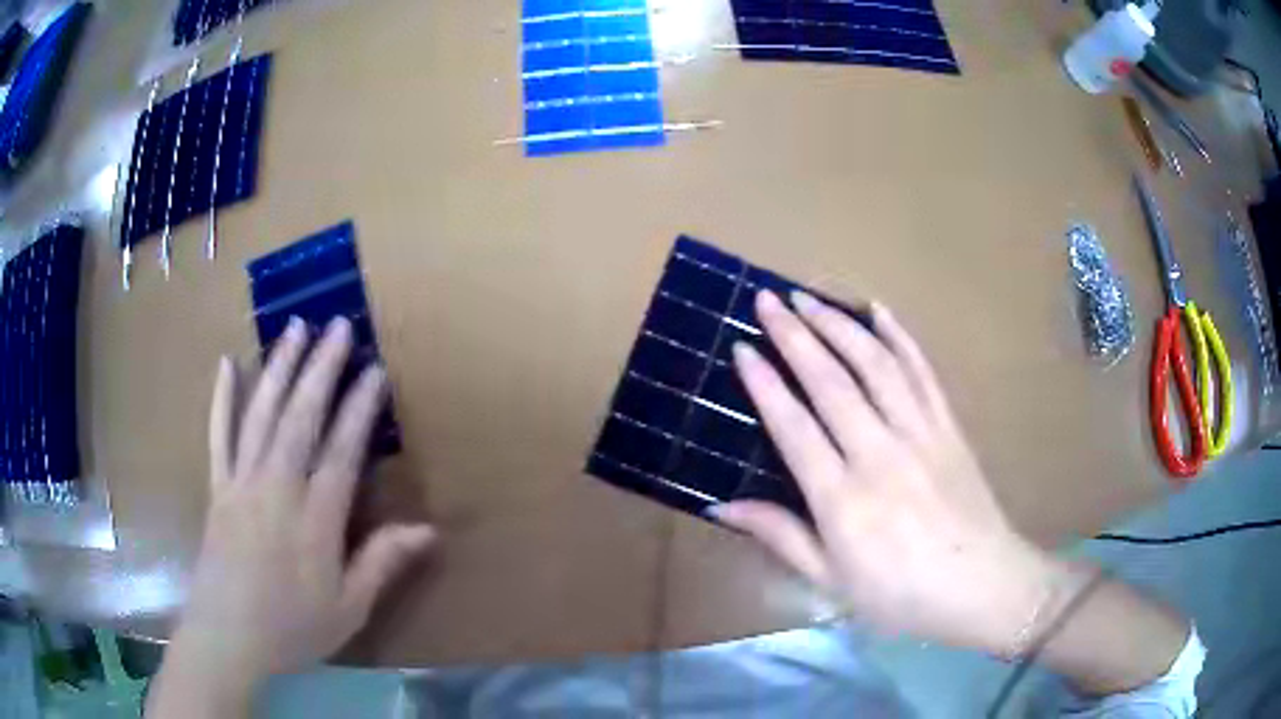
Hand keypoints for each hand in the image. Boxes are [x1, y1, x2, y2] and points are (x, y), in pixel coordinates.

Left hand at [148, 318, 434, 716]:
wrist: (228, 637)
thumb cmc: (292, 628)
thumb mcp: (349, 608)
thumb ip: (382, 563)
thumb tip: (429, 530)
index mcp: (315, 520)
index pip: (342, 451)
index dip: (359, 409)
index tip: (374, 370)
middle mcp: (277, 488)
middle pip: (301, 417)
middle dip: (322, 368)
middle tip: (338, 324)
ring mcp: (241, 482)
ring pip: (262, 414)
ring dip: (279, 368)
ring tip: (294, 327)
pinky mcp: (217, 487)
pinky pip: (219, 435)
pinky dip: (222, 399)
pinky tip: (227, 364)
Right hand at [716, 291, 1059, 656]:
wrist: (983, 586)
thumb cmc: (901, 595)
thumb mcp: (832, 582)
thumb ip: (780, 537)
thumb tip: (720, 506)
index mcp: (842, 499)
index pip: (793, 427)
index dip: (764, 383)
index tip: (741, 346)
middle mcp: (879, 454)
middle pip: (831, 382)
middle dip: (794, 335)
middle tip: (767, 299)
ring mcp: (920, 434)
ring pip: (875, 365)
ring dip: (839, 325)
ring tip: (809, 297)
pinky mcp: (948, 426)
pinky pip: (921, 371)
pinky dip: (900, 336)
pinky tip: (879, 310)